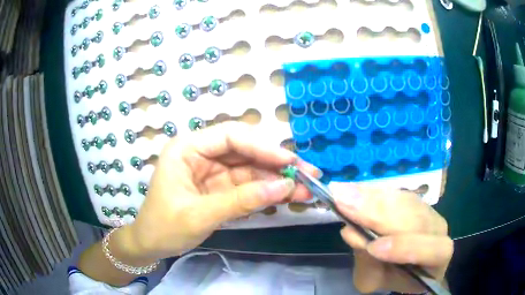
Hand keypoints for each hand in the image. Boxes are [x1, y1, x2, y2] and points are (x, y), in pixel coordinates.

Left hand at [127, 122, 316, 260]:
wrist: (151, 245)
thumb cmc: (163, 227)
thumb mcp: (199, 215)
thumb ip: (241, 201)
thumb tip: (284, 188)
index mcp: (187, 149)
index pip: (230, 136)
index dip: (262, 146)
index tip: (289, 161)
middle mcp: (202, 154)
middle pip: (245, 151)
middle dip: (277, 164)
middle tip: (308, 174)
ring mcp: (213, 172)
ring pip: (251, 169)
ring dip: (278, 180)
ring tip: (306, 189)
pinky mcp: (220, 189)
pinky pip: (248, 186)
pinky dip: (268, 192)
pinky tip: (288, 196)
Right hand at [333, 183, 452, 292]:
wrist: (404, 263)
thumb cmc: (393, 277)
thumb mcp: (375, 280)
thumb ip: (367, 262)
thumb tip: (350, 231)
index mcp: (436, 258)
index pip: (433, 250)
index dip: (406, 247)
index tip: (373, 247)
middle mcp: (437, 230)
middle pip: (417, 218)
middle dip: (380, 213)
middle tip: (345, 202)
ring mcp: (428, 211)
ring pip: (405, 201)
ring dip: (373, 198)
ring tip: (344, 193)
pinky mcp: (414, 199)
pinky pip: (396, 193)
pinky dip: (373, 192)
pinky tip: (354, 189)